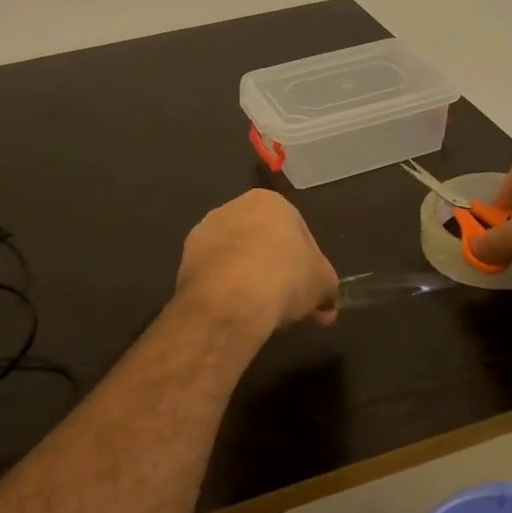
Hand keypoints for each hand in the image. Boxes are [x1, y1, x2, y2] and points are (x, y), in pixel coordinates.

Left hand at [176, 190, 338, 335]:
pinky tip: (237, 311)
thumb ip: (327, 291)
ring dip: (249, 279)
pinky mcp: (184, 261)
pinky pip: (215, 275)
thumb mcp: (322, 284)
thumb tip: (327, 308)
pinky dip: (227, 290)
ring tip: (261, 310)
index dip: (308, 264)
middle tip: (288, 301)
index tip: (310, 290)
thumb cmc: (285, 277)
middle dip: (276, 269)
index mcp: (269, 201)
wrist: (229, 301)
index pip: (298, 231)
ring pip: (237, 258)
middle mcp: (232, 208)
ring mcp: (203, 233)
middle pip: (264, 241)